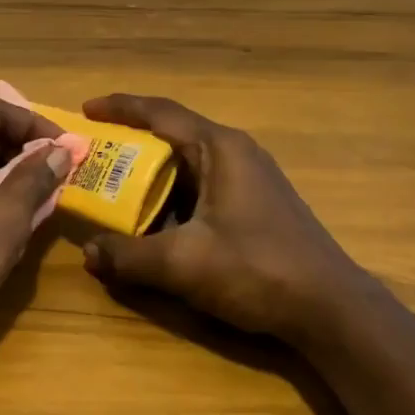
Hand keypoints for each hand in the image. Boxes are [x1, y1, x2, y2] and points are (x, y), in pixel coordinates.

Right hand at [79, 94, 371, 343]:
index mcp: (221, 149)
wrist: (328, 307)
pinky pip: (203, 190)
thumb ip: (130, 256)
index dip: (121, 108)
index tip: (86, 110)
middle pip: (174, 137)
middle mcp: (236, 154)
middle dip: (131, 146)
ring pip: (189, 167)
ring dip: (152, 177)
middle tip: (93, 158)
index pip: (162, 113)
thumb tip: (88, 254)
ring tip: (114, 191)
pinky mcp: (256, 207)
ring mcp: (250, 181)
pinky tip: (155, 224)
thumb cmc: (256, 269)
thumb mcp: (183, 263)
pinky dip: (173, 199)